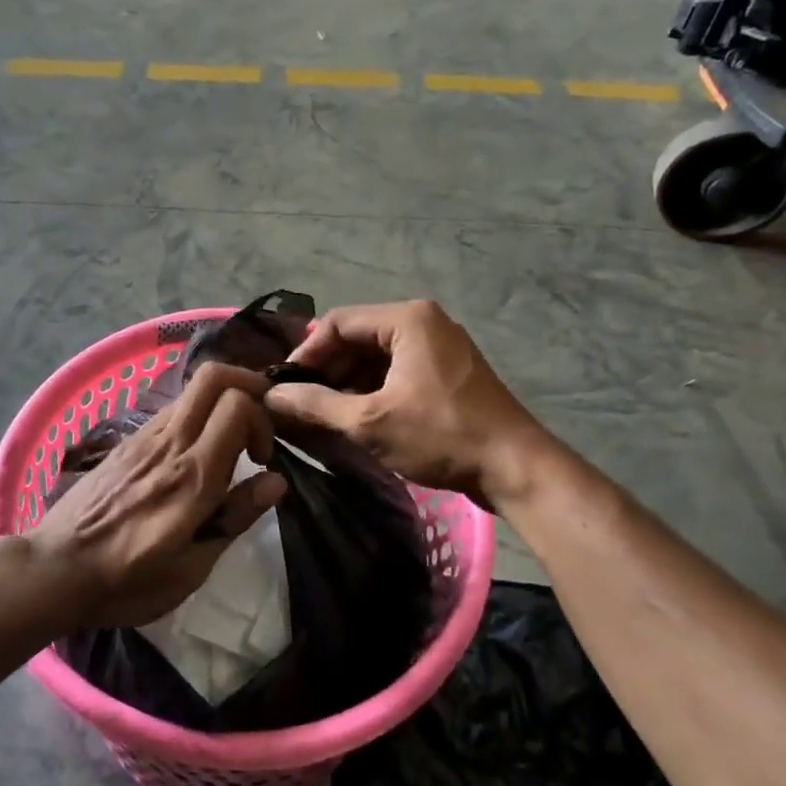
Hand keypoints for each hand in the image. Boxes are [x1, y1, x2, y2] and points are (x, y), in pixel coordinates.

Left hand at [27, 363, 286, 630]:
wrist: (54, 570)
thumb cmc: (127, 581)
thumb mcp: (191, 568)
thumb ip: (235, 518)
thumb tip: (276, 481)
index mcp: (192, 476)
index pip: (236, 404)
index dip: (262, 419)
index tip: (263, 458)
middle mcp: (168, 443)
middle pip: (213, 376)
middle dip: (247, 384)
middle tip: (259, 421)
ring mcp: (143, 437)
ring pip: (191, 389)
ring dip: (220, 401)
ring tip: (229, 442)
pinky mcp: (126, 442)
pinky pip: (170, 410)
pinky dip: (195, 416)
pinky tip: (194, 453)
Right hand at [262, 300, 551, 511]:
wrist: (514, 466)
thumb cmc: (440, 435)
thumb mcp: (369, 422)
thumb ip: (315, 405)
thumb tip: (270, 397)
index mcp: (407, 319)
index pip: (338, 323)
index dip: (307, 354)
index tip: (285, 387)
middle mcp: (425, 322)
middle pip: (358, 337)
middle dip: (327, 370)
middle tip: (302, 404)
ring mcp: (440, 346)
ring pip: (377, 356)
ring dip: (348, 382)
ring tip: (325, 415)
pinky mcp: (448, 372)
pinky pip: (398, 370)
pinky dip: (373, 389)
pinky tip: (358, 417)